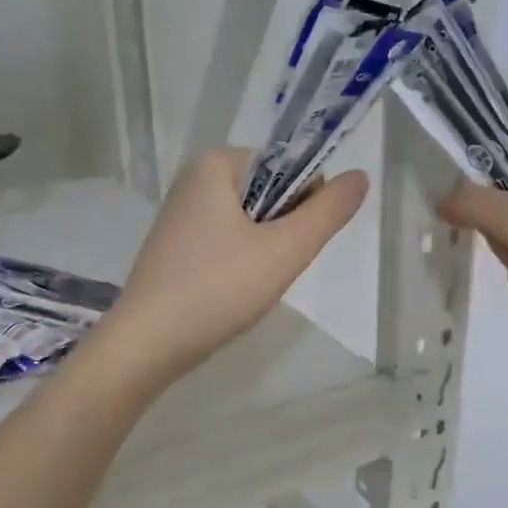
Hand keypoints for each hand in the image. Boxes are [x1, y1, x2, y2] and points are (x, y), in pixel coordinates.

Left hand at [99, 148, 367, 382]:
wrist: (147, 344)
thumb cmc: (219, 288)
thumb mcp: (285, 250)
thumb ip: (328, 212)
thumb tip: (361, 176)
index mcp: (215, 164)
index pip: (286, 167)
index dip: (303, 205)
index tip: (289, 245)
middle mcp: (192, 180)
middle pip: (267, 196)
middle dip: (280, 233)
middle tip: (268, 270)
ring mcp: (179, 217)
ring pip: (247, 225)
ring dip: (262, 253)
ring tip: (247, 287)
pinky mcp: (173, 249)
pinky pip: (223, 245)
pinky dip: (236, 267)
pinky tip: (229, 295)